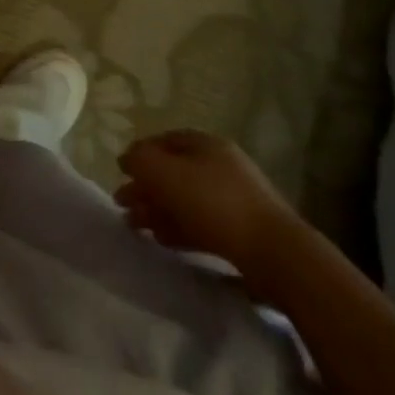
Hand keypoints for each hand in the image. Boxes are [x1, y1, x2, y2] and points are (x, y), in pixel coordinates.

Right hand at [115, 130, 297, 282]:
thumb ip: (138, 160)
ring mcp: (233, 199)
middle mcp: (220, 166)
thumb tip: (128, 160)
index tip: (120, 173)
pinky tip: (162, 239)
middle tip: (122, 205)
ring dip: (156, 210)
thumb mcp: (163, 172)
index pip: (163, 141)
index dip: (139, 154)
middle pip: (172, 172)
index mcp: (205, 144)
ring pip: (184, 200)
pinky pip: (200, 224)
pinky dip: (177, 228)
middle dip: (144, 187)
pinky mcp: (240, 231)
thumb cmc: (212, 202)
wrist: (273, 252)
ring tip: (135, 227)